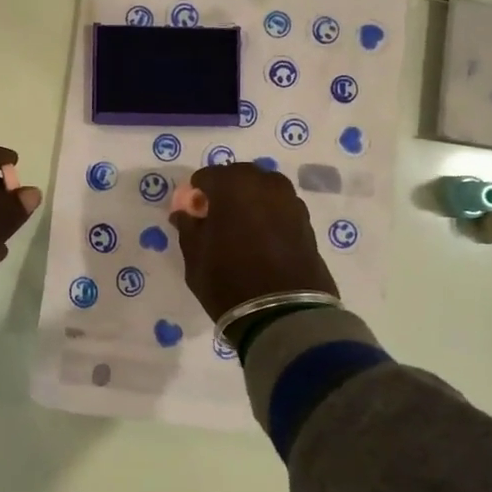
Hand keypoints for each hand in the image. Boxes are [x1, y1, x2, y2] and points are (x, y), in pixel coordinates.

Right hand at [169, 163, 336, 323]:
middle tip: (217, 219)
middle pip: (238, 177)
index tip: (194, 215)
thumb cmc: (229, 281)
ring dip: (250, 201)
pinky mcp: (307, 221)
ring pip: (263, 190)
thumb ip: (188, 228)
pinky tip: (263, 240)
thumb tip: (185, 213)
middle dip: (226, 192)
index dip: (197, 194)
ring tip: (242, 229)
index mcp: (232, 185)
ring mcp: (290, 201)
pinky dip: (269, 216)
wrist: (284, 315)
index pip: (207, 176)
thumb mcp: (195, 257)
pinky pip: (280, 208)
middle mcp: (265, 184)